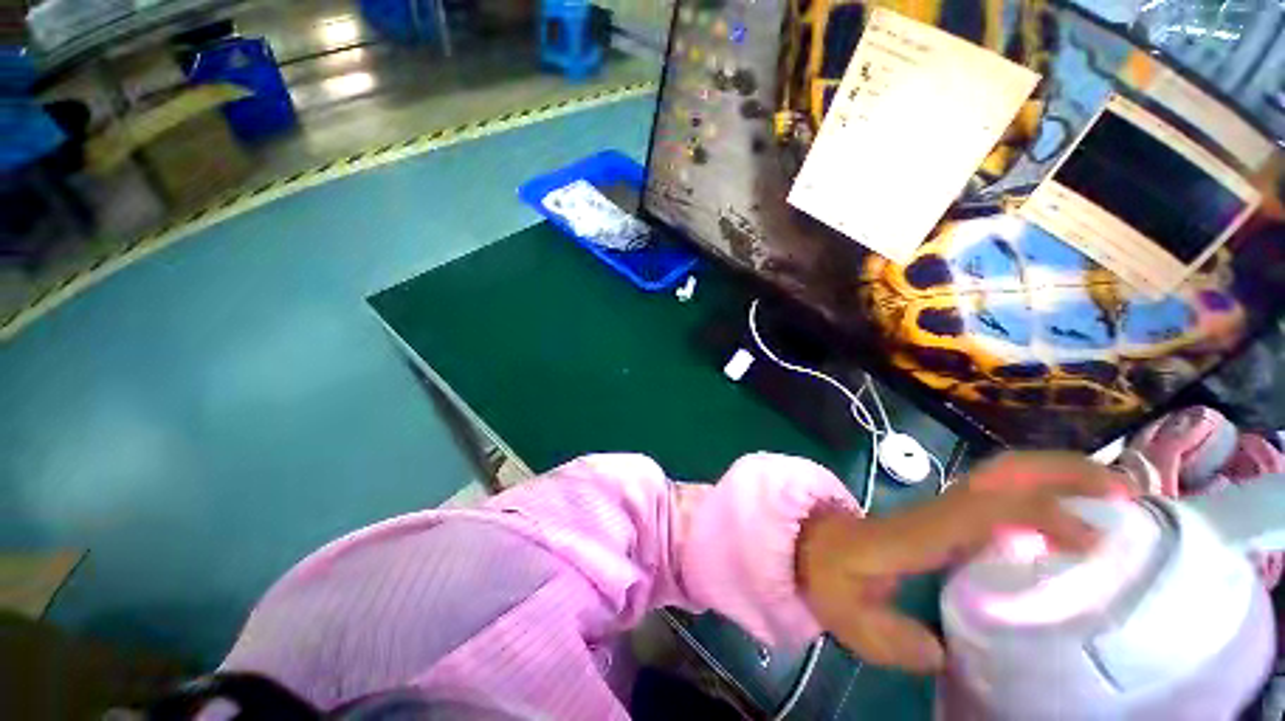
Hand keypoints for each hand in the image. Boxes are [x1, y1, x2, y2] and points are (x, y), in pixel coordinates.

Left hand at [796, 452, 1117, 673]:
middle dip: (1064, 473)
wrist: (810, 544)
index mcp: (920, 532)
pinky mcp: (948, 513)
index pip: (983, 509)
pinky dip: (1042, 489)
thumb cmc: (831, 575)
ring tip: (1115, 492)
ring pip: (1002, 472)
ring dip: (1059, 473)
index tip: (1094, 540)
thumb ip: (894, 639)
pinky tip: (1074, 511)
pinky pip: (1000, 490)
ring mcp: (943, 507)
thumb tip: (942, 653)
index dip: (1040, 515)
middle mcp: (939, 510)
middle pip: (1001, 473)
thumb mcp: (851, 616)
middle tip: (1126, 492)